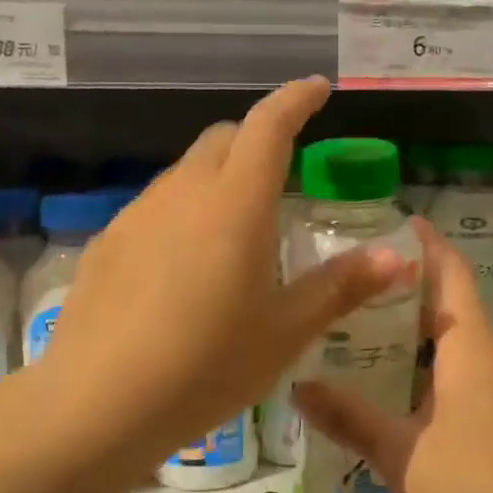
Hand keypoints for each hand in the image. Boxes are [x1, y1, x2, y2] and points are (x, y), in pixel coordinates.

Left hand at [34, 77, 414, 479]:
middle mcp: (183, 193)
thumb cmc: (206, 366)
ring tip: (234, 230)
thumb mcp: (284, 333)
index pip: (269, 126)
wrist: (97, 403)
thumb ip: (340, 287)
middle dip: (257, 138)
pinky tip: (182, 267)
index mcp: (235, 205)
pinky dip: (182, 212)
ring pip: (186, 172)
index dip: (296, 100)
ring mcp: (138, 214)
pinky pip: (155, 207)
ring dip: (217, 178)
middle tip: (282, 173)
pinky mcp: (108, 242)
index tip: (318, 89)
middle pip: (224, 139)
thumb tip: (395, 257)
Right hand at [293, 219, 492, 492]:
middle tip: (362, 296)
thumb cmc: (472, 492)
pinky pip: (482, 376)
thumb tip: (299, 387)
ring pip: (468, 348)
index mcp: (473, 349)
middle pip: (456, 311)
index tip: (405, 221)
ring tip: (377, 346)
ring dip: (428, 341)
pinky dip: (447, 371)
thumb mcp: (399, 455)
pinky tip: (415, 399)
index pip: (451, 276)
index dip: (429, 245)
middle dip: (413, 299)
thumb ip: (349, 417)